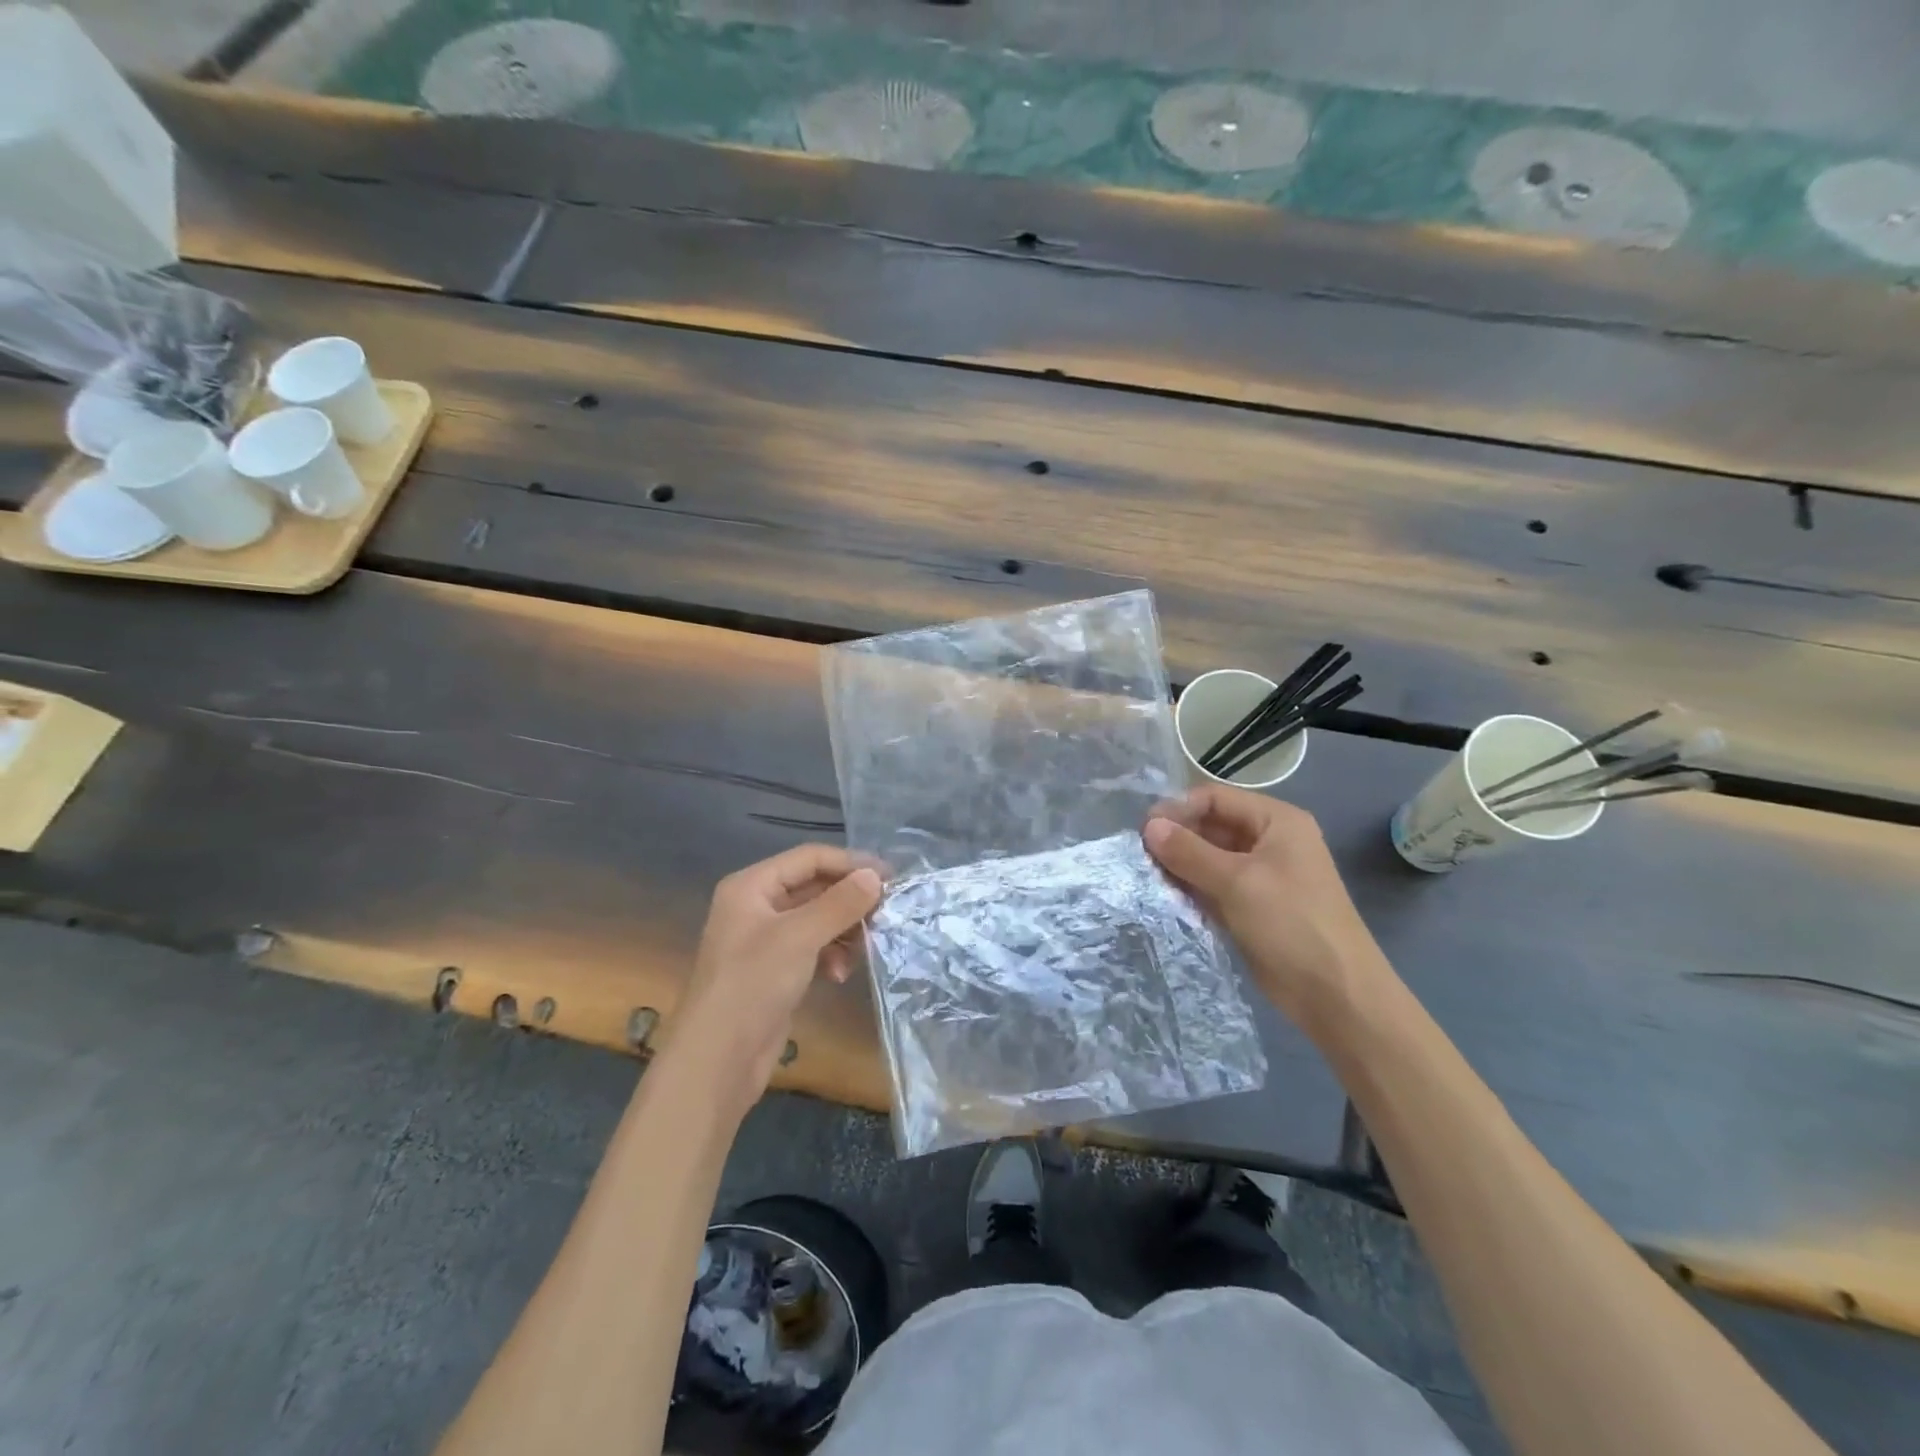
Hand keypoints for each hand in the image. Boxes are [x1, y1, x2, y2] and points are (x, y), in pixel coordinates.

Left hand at [670, 845, 882, 1108]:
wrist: (717, 1059)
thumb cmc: (753, 984)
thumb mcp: (800, 937)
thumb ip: (840, 903)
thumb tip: (875, 877)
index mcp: (751, 886)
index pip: (809, 858)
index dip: (849, 863)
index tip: (890, 877)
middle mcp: (756, 906)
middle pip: (814, 887)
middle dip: (849, 900)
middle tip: (886, 912)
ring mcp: (765, 940)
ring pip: (817, 919)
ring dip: (843, 930)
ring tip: (865, 947)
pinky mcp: (775, 970)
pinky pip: (813, 947)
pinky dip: (831, 954)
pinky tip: (840, 974)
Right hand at [1143, 785, 1389, 1030]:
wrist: (1335, 994)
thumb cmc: (1291, 924)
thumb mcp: (1237, 881)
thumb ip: (1189, 851)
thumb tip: (1149, 826)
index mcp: (1276, 821)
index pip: (1216, 798)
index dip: (1179, 809)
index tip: (1144, 831)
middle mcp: (1268, 841)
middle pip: (1211, 826)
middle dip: (1177, 838)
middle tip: (1140, 856)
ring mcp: (1260, 875)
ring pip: (1209, 858)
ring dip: (1180, 865)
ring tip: (1147, 876)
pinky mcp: (1251, 905)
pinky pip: (1213, 885)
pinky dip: (1190, 888)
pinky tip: (1164, 896)